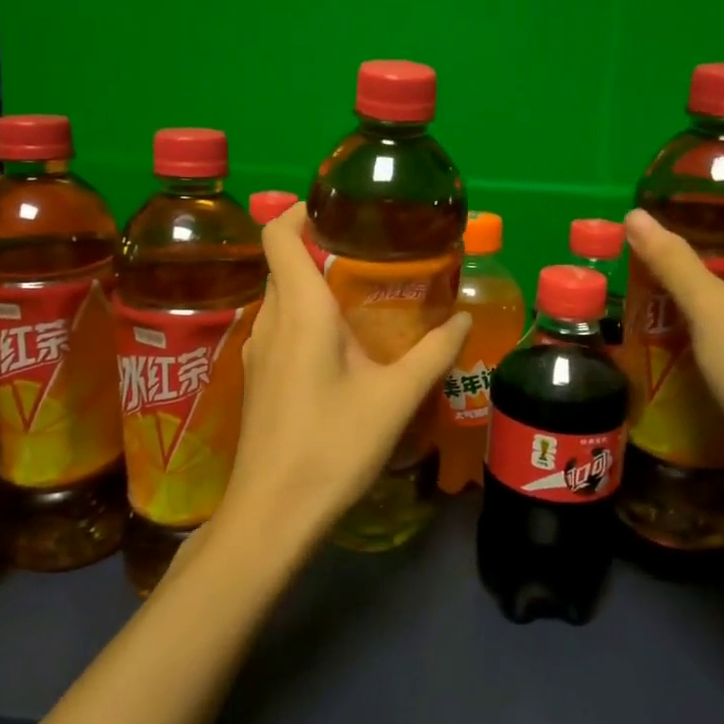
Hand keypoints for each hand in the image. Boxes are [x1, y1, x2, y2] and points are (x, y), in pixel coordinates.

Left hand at [208, 204, 471, 560]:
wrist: (273, 514)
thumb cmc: (333, 446)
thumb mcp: (396, 398)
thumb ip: (434, 352)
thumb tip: (465, 317)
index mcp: (301, 310)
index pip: (279, 234)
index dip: (301, 210)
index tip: (338, 209)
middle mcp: (271, 320)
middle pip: (284, 263)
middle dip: (320, 248)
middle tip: (370, 254)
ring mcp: (258, 351)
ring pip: (281, 297)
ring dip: (314, 286)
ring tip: (362, 297)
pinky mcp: (257, 379)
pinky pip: (280, 328)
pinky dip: (306, 318)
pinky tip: (341, 348)